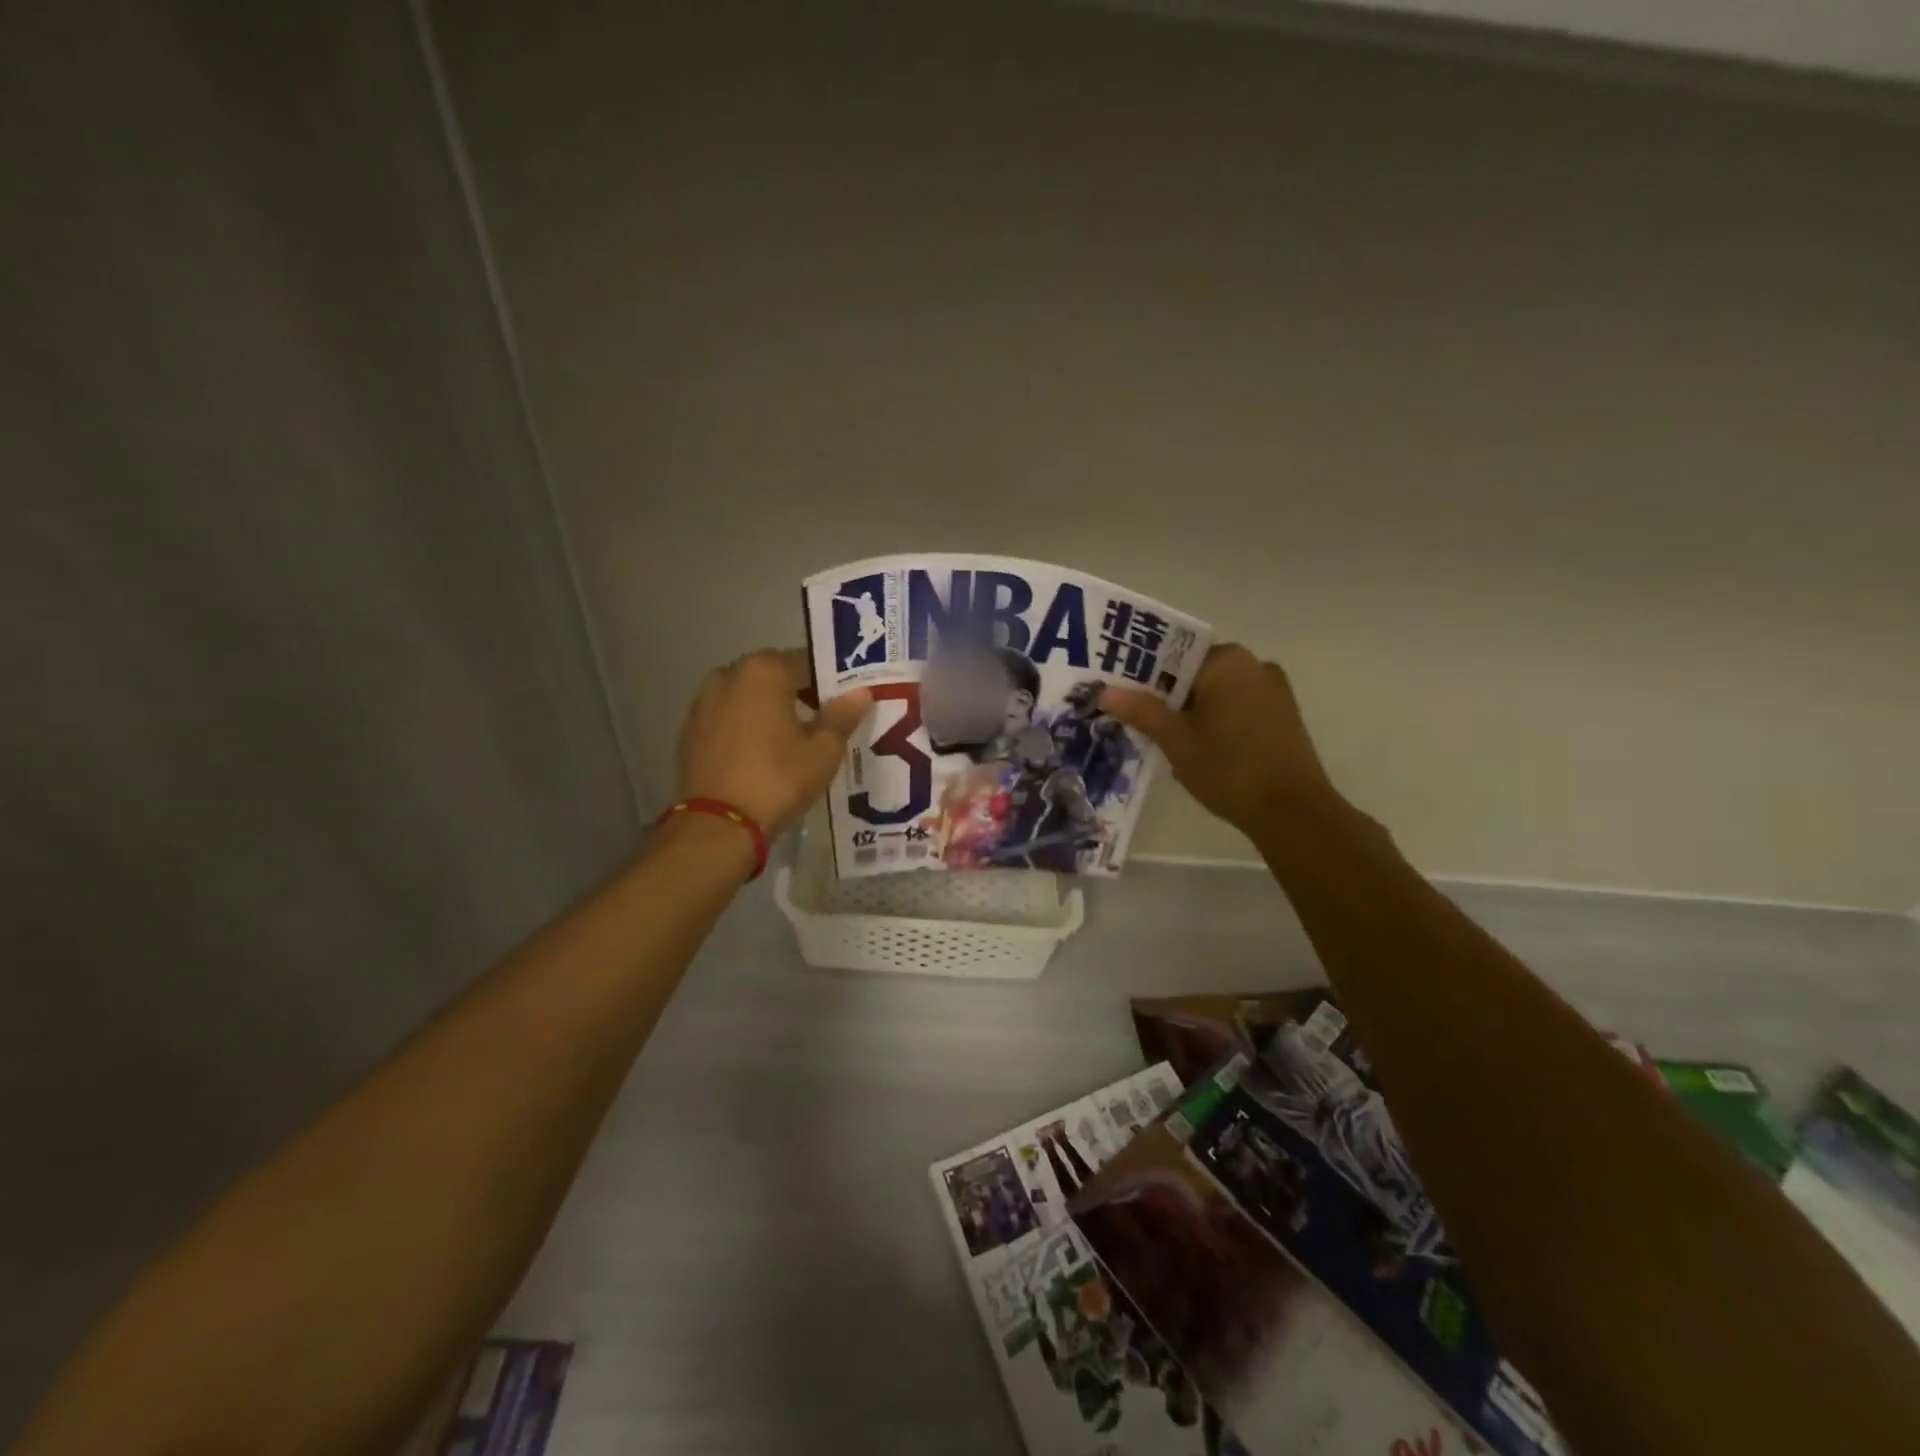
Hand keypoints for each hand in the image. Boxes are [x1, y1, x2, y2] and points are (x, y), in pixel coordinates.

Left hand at [674, 649, 872, 839]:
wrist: (718, 825)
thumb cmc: (778, 779)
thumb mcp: (823, 750)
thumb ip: (842, 716)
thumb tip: (861, 692)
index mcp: (763, 671)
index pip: (806, 663)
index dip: (829, 683)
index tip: (843, 706)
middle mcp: (728, 675)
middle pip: (773, 677)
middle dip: (796, 694)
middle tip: (820, 724)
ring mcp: (703, 703)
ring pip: (746, 698)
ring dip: (767, 710)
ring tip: (789, 742)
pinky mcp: (689, 731)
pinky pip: (727, 719)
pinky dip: (744, 728)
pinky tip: (759, 755)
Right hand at [1100, 645, 1339, 835]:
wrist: (1292, 811)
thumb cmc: (1228, 768)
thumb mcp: (1176, 740)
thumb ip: (1141, 710)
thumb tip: (1104, 690)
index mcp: (1227, 661)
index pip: (1174, 656)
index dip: (1144, 677)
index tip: (1124, 698)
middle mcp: (1254, 665)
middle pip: (1195, 674)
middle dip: (1167, 698)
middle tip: (1141, 725)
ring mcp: (1273, 691)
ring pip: (1217, 694)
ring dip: (1192, 713)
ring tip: (1168, 744)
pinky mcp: (1283, 716)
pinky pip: (1238, 708)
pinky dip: (1216, 723)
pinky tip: (1202, 752)